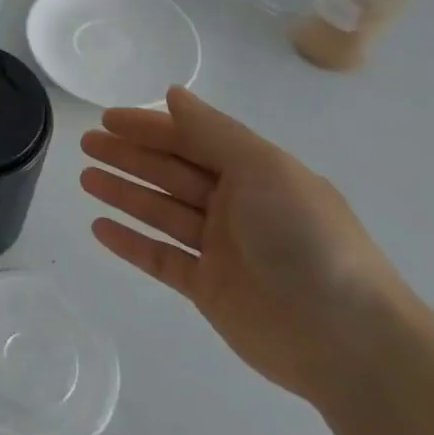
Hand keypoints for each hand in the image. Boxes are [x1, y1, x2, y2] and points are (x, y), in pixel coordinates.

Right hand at [80, 86, 401, 405]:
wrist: (348, 340)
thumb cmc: (306, 239)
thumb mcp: (264, 170)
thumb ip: (213, 132)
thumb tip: (174, 93)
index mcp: (256, 175)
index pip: (193, 140)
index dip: (150, 127)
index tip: (107, 119)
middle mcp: (237, 207)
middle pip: (172, 173)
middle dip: (129, 156)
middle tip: (86, 144)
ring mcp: (222, 250)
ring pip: (161, 213)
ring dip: (123, 194)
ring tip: (85, 179)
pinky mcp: (208, 289)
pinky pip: (160, 258)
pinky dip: (130, 243)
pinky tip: (99, 228)